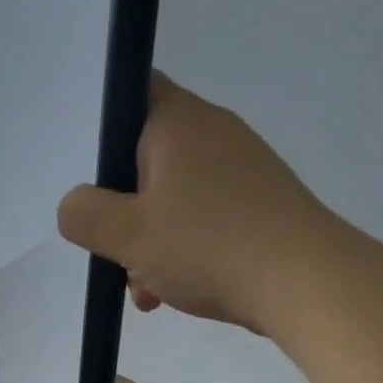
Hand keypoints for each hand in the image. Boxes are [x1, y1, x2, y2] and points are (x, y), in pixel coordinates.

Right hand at [57, 72, 327, 332]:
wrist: (307, 282)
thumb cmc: (209, 246)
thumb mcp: (128, 235)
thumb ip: (84, 215)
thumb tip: (74, 206)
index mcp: (178, 122)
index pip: (133, 91)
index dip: (104, 125)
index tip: (91, 173)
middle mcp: (214, 132)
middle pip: (147, 157)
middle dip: (124, 208)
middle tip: (115, 248)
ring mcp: (243, 169)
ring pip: (174, 196)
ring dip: (150, 239)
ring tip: (147, 288)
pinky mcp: (261, 204)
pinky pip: (205, 218)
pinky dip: (184, 249)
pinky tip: (176, 291)